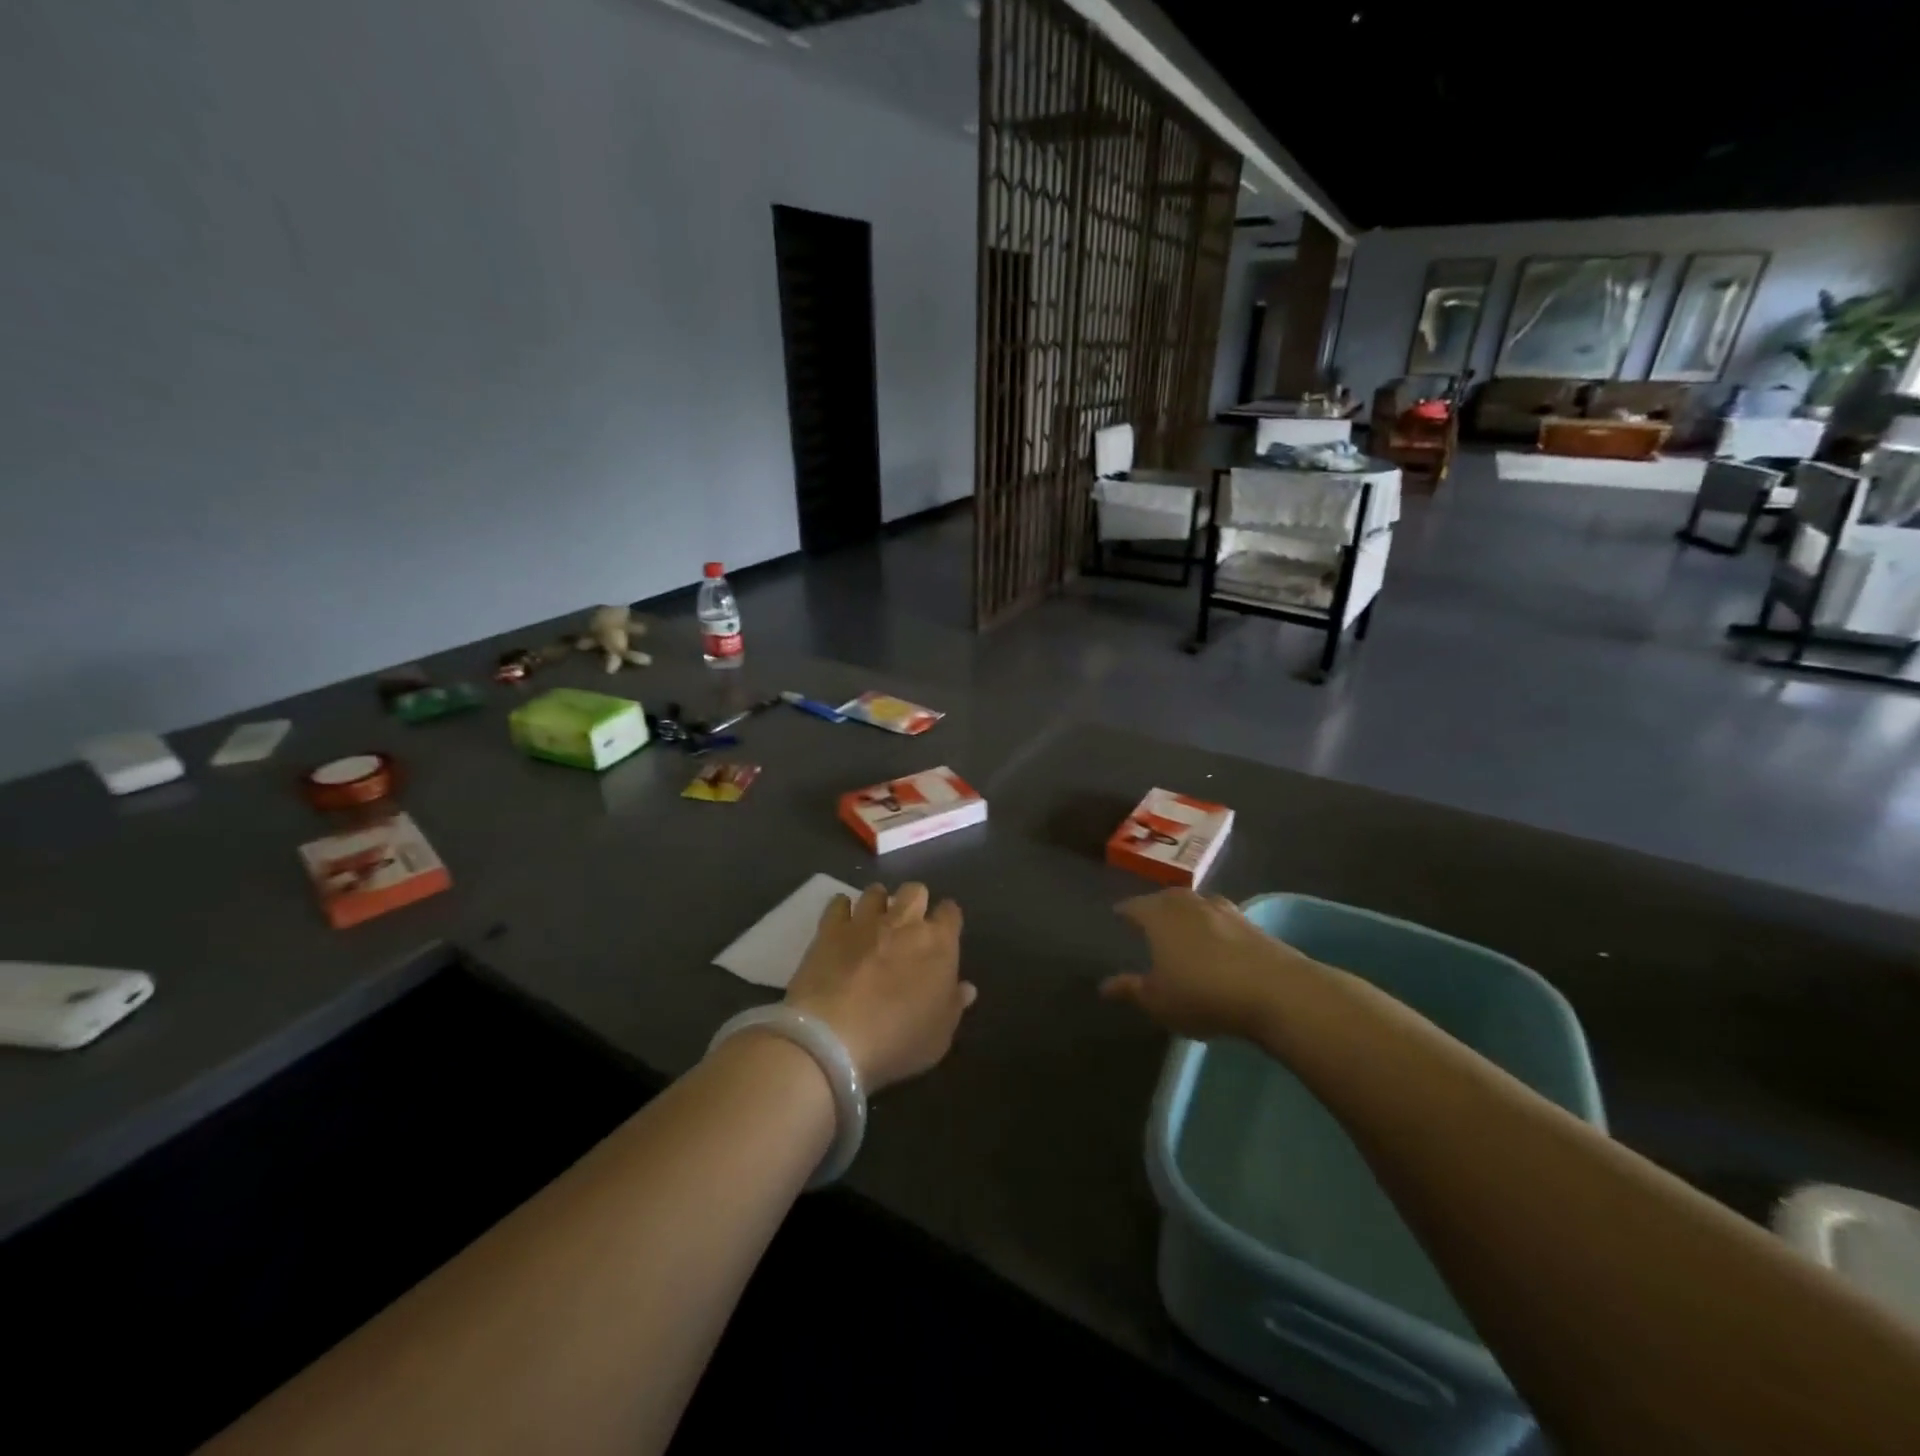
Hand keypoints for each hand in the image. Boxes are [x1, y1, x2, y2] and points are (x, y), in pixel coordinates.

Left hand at [784, 883, 975, 1090]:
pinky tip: (841, 925)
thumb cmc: (897, 1040)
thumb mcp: (938, 1036)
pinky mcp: (829, 929)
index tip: (943, 933)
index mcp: (938, 943)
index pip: (951, 913)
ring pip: (876, 892)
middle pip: (915, 891)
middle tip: (908, 926)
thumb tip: (966, 988)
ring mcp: (864, 921)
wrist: (833, 1038)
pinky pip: (838, 903)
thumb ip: (954, 1005)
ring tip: (873, 922)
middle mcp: (904, 922)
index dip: (947, 920)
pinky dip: (841, 910)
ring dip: (878, 903)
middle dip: (915, 902)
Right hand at [1102, 889, 1321, 1041]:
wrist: (1275, 991)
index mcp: (1158, 915)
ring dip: (1187, 915)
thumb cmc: (1202, 993)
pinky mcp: (1252, 924)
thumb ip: (1130, 990)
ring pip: (1196, 905)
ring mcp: (1223, 909)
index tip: (1117, 916)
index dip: (1124, 912)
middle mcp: (1188, 903)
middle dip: (1155, 908)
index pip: (1133, 906)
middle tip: (1148, 920)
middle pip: (1165, 899)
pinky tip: (1216, 942)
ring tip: (1182, 928)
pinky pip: (1221, 919)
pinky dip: (1213, 927)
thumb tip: (1104, 986)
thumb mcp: (1158, 1001)